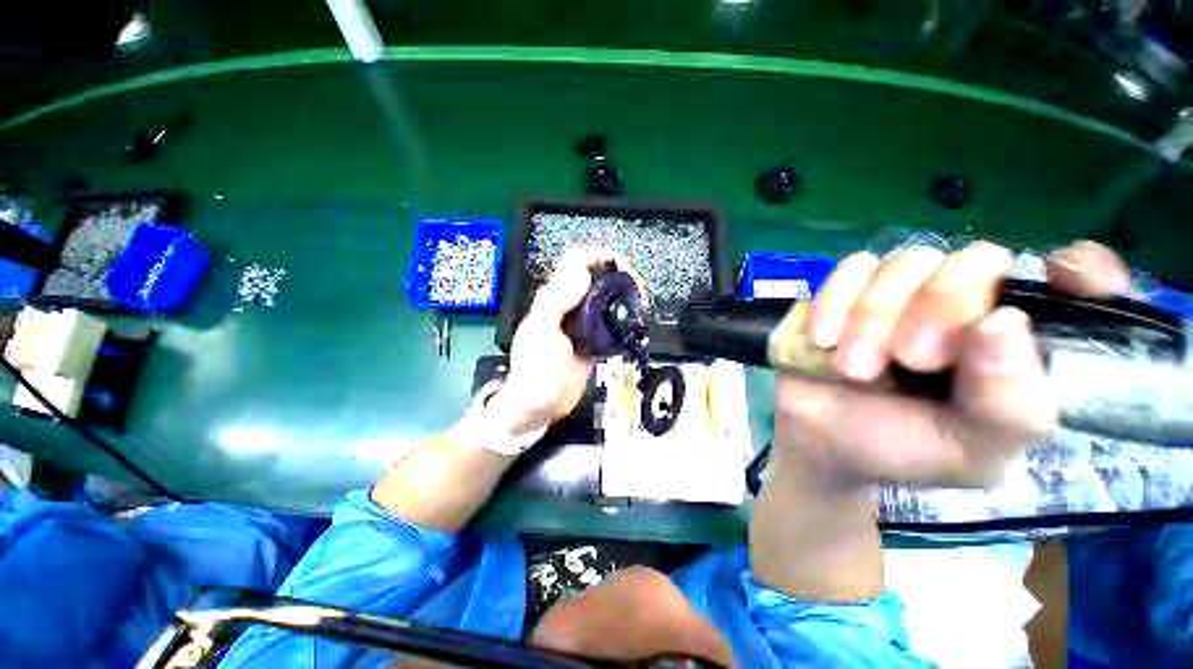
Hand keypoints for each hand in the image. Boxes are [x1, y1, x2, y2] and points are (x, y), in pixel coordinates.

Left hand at [489, 247, 630, 434]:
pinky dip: (623, 316)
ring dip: (623, 295)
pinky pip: (610, 321)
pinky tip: (634, 320)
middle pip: (595, 278)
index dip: (597, 257)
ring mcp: (582, 323)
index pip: (575, 264)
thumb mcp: (542, 331)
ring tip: (640, 303)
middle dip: (617, 275)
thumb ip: (557, 300)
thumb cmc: (536, 369)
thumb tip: (583, 272)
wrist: (540, 405)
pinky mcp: (593, 340)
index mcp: (553, 298)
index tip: (621, 264)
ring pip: (605, 298)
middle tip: (637, 288)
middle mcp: (569, 305)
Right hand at [774, 240, 1129, 487]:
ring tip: (854, 367)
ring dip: (872, 317)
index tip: (1060, 280)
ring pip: (906, 262)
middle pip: (975, 260)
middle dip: (939, 306)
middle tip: (910, 359)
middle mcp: (965, 306)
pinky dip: (834, 303)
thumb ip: (1007, 406)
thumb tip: (1003, 323)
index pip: (1079, 282)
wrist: (815, 439)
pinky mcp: (847, 289)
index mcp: (1016, 345)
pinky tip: (823, 340)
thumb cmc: (898, 449)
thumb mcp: (967, 451)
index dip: (1083, 270)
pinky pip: (851, 268)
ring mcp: (902, 291)